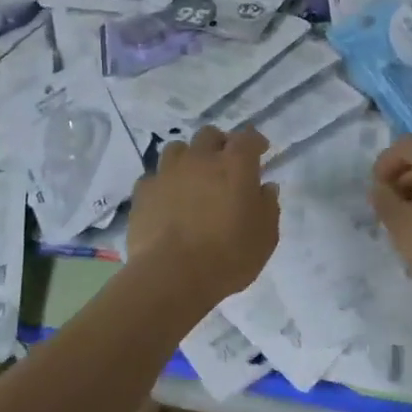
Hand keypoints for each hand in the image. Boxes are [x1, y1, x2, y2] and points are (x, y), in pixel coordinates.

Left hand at [127, 126, 279, 303]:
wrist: (171, 277)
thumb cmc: (227, 257)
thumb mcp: (265, 238)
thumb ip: (268, 207)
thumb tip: (265, 187)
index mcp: (234, 165)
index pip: (248, 138)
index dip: (255, 141)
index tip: (260, 151)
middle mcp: (200, 159)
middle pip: (209, 135)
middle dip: (219, 144)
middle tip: (225, 163)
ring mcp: (168, 172)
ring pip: (177, 149)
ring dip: (188, 158)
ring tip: (192, 177)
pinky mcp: (143, 191)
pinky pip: (154, 177)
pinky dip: (163, 184)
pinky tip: (166, 200)